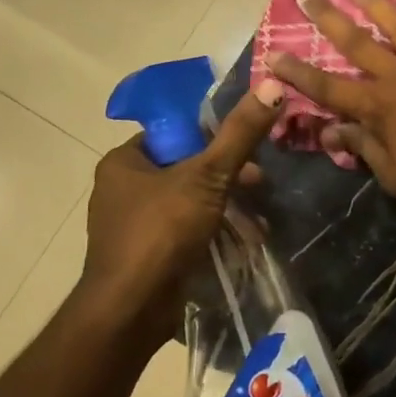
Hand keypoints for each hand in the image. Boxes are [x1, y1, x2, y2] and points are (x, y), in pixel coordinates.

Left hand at [80, 80, 283, 330]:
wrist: (130, 312)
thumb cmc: (160, 233)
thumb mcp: (206, 176)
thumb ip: (239, 134)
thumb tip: (271, 84)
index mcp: (124, 163)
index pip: (173, 134)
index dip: (211, 137)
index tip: (245, 147)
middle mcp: (123, 191)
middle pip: (185, 169)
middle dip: (226, 178)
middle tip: (257, 183)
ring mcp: (133, 227)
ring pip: (189, 204)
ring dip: (225, 209)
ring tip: (257, 219)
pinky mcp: (147, 257)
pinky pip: (186, 234)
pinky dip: (213, 234)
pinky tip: (242, 242)